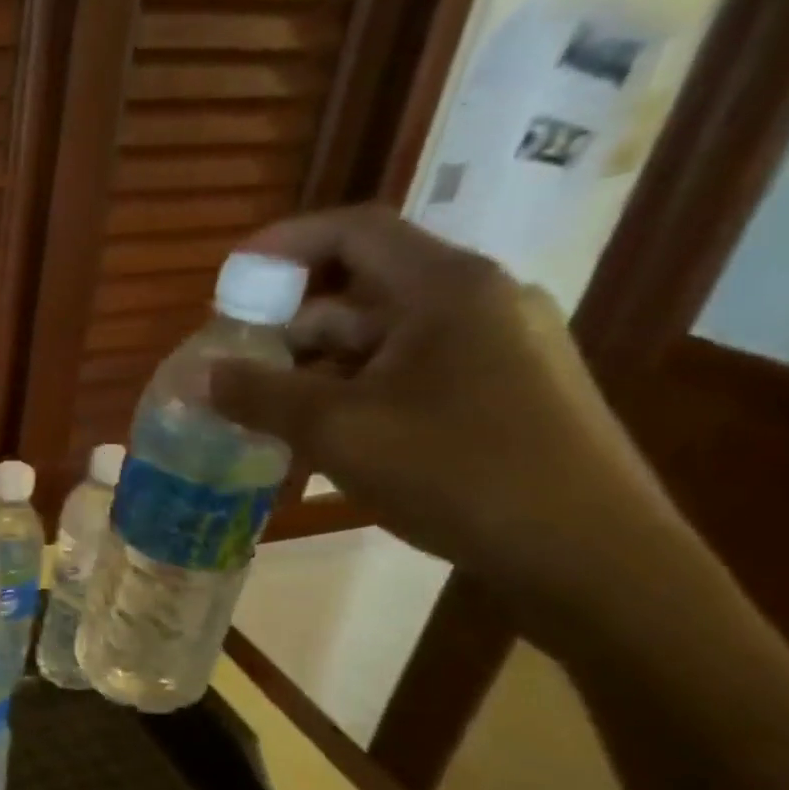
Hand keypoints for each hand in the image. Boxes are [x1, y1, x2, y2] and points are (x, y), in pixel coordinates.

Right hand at [207, 207, 680, 608]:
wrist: (592, 559)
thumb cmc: (459, 474)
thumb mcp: (339, 431)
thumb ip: (259, 395)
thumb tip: (197, 376)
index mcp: (447, 288)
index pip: (354, 231)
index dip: (283, 246)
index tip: (229, 282)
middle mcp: (478, 302)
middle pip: (363, 287)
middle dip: (290, 323)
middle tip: (237, 364)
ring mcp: (498, 348)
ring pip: (383, 337)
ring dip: (317, 366)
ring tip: (267, 411)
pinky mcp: (504, 392)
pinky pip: (409, 371)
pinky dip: (355, 390)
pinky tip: (323, 436)